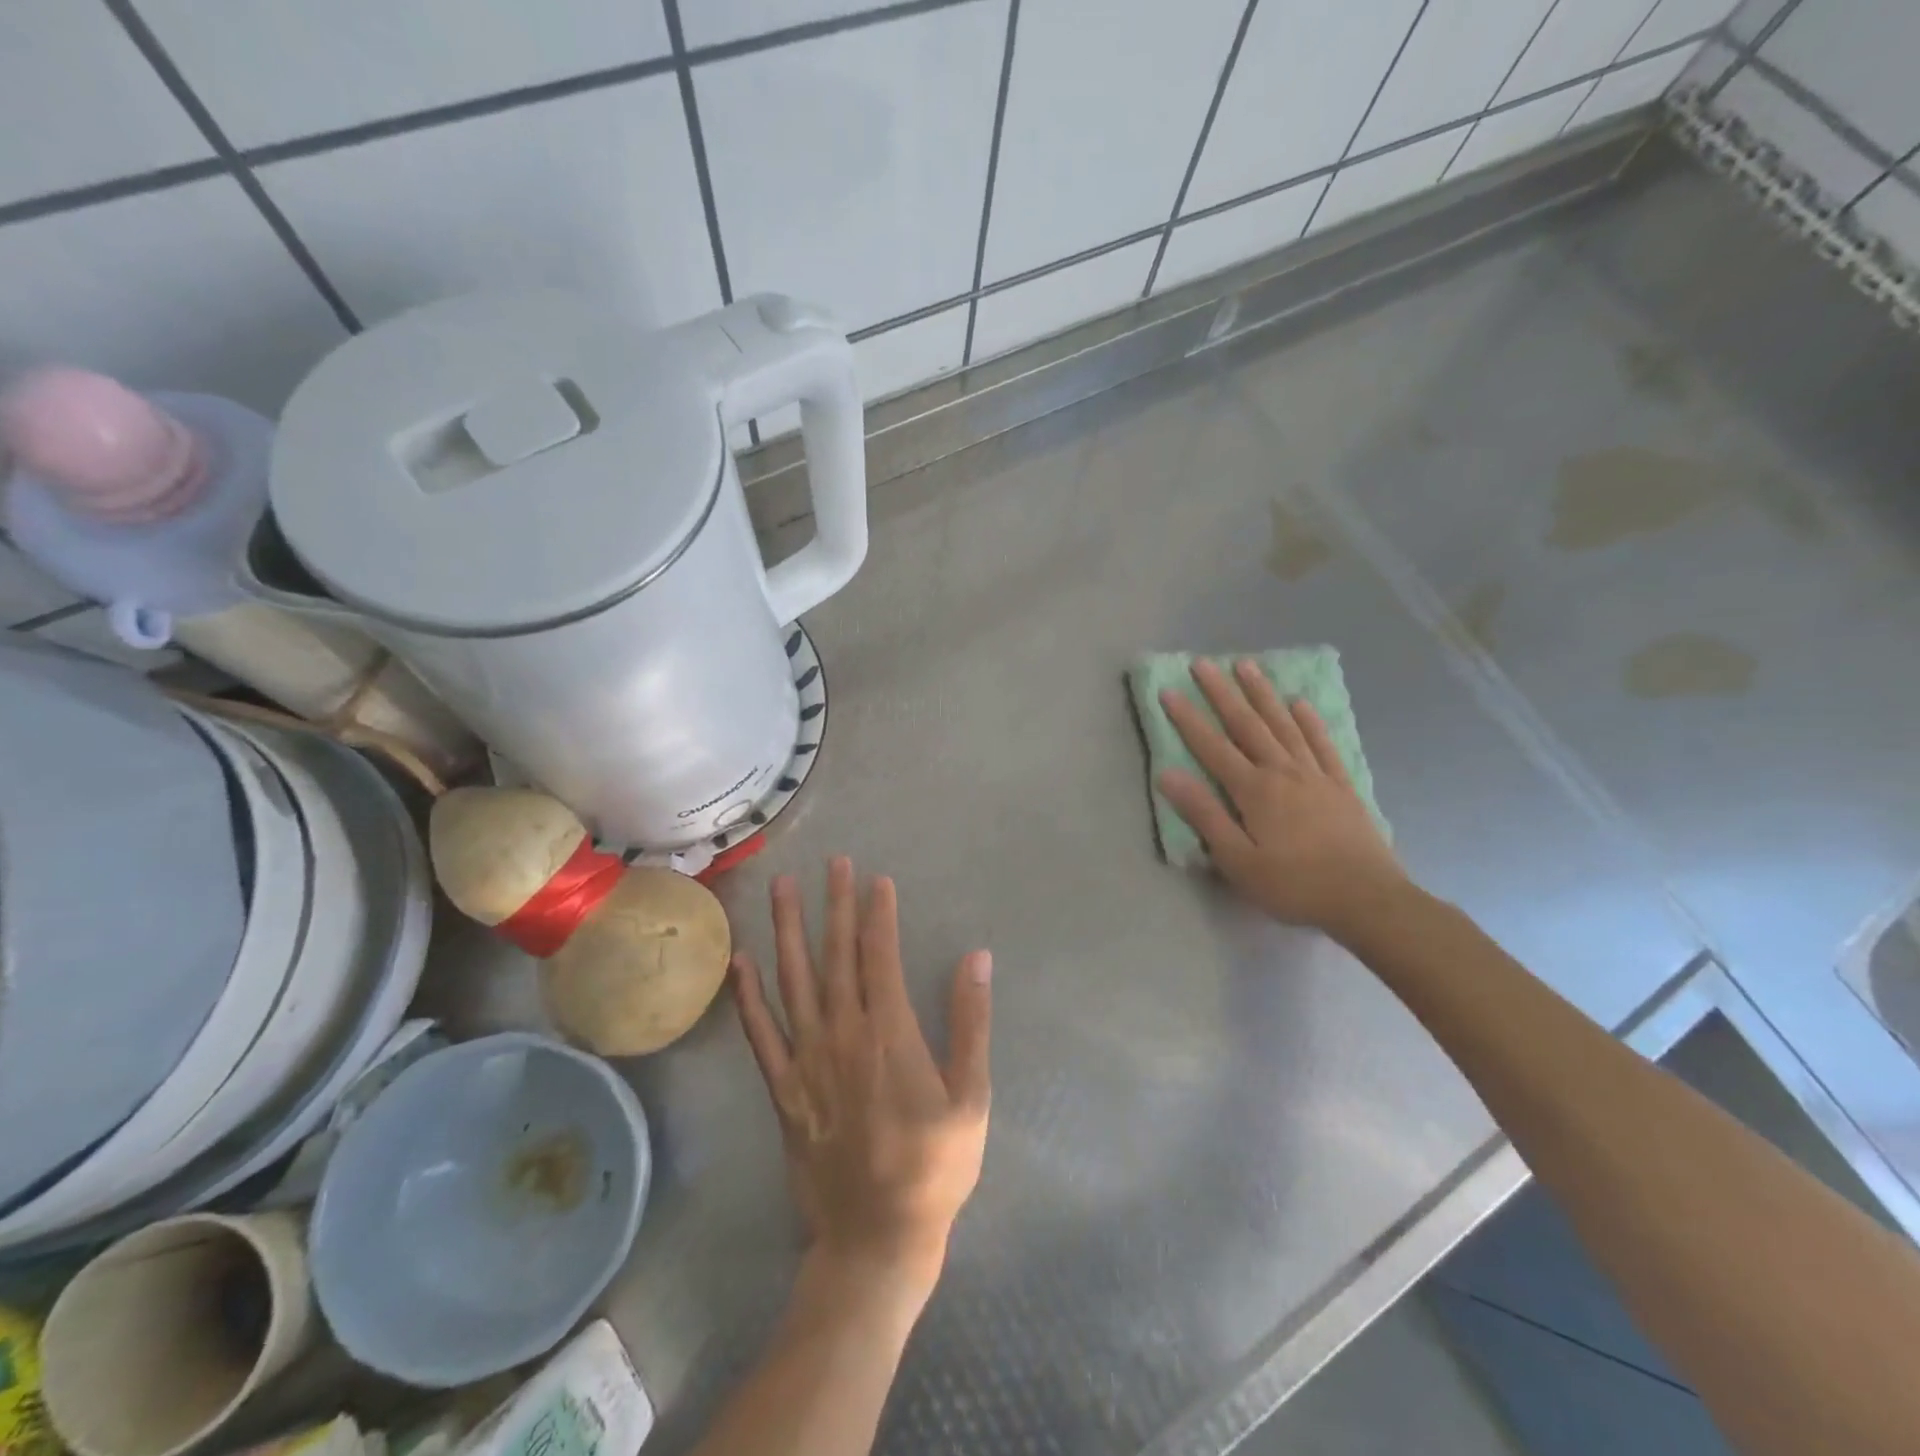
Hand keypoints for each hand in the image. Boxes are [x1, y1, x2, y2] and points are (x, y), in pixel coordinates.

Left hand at [732, 858, 992, 1303]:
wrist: (875, 1238)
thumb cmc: (934, 1167)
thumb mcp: (971, 1097)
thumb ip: (971, 1023)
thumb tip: (977, 958)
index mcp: (889, 1033)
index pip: (880, 956)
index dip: (878, 914)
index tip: (876, 879)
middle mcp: (842, 1034)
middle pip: (837, 956)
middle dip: (835, 905)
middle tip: (832, 862)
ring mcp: (806, 1060)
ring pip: (793, 981)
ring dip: (788, 931)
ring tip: (783, 888)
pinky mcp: (782, 1088)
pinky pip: (759, 1034)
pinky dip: (748, 995)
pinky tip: (740, 960)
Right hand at [1158, 658, 1406, 936]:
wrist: (1367, 900)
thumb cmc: (1294, 886)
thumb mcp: (1238, 861)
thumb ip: (1204, 815)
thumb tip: (1168, 775)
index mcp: (1254, 790)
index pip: (1212, 747)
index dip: (1187, 719)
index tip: (1168, 691)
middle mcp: (1282, 771)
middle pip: (1247, 724)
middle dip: (1222, 693)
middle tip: (1204, 663)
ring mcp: (1315, 775)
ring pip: (1284, 724)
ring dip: (1263, 694)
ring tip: (1247, 666)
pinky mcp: (1341, 785)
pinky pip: (1322, 743)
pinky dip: (1309, 721)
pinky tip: (1300, 703)